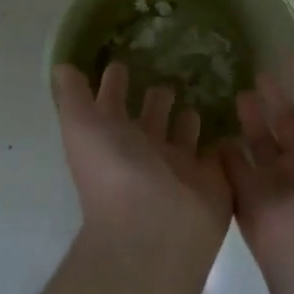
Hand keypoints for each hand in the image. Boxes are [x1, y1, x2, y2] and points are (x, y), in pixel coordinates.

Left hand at [52, 61, 231, 270]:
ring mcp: (179, 168)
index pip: (112, 106)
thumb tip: (61, 67)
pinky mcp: (212, 180)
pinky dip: (223, 139)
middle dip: (157, 99)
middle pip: (151, 119)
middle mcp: (145, 153)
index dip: (113, 84)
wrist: (155, 230)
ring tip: (197, 95)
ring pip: (184, 135)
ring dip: (188, 118)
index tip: (120, 62)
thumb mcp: (82, 126)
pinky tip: (231, 120)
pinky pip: (219, 153)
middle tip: (168, 75)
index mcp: (114, 140)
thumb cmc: (114, 173)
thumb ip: (73, 96)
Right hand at [224, 53, 293, 284]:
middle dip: (278, 100)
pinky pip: (236, 171)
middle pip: (291, 126)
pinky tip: (218, 131)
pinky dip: (228, 153)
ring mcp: (280, 186)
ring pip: (263, 145)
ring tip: (240, 94)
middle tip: (259, 74)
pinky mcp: (249, 201)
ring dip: (253, 120)